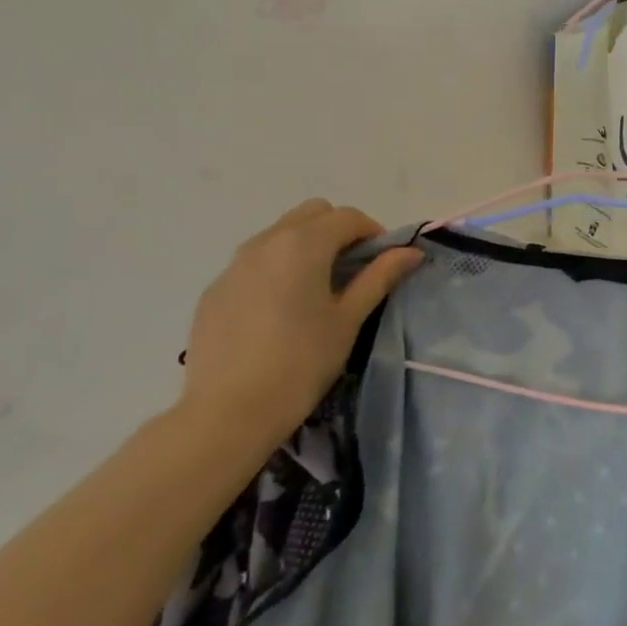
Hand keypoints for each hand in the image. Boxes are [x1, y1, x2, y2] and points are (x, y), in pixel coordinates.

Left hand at [180, 200, 422, 443]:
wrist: (226, 412)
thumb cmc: (301, 364)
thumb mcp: (347, 320)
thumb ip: (379, 277)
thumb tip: (411, 252)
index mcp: (304, 244)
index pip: (347, 217)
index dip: (372, 233)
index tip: (383, 263)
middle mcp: (266, 241)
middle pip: (312, 213)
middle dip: (337, 231)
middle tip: (351, 271)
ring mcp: (234, 263)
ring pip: (279, 233)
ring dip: (305, 245)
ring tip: (315, 290)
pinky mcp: (215, 288)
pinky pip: (253, 261)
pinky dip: (275, 268)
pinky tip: (278, 312)